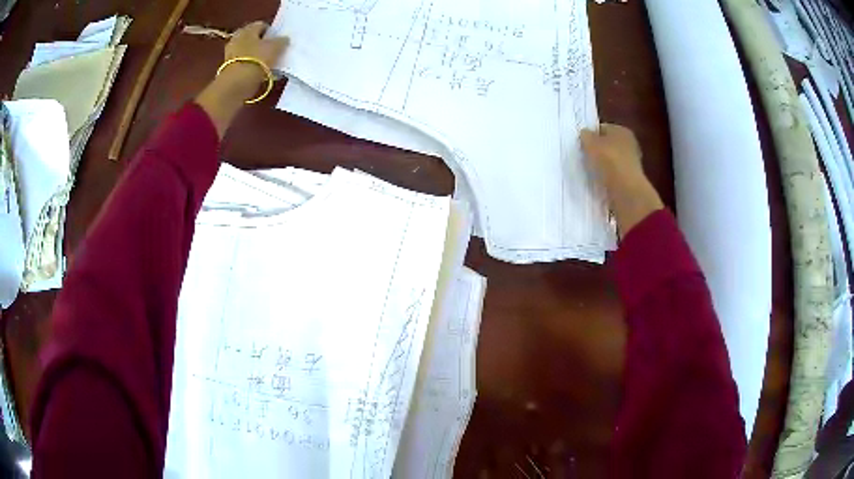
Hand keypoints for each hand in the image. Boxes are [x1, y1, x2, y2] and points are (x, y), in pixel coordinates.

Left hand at [218, 22, 289, 100]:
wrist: (236, 84)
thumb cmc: (257, 59)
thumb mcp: (276, 47)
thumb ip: (282, 41)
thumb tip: (284, 39)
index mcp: (248, 29)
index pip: (262, 25)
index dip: (272, 32)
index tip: (279, 41)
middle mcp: (237, 38)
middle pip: (253, 39)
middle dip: (263, 44)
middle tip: (274, 52)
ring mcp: (230, 54)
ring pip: (248, 52)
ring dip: (257, 57)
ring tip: (268, 65)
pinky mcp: (228, 69)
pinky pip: (244, 64)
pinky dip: (251, 67)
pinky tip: (259, 73)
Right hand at [580, 124, 644, 194]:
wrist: (625, 189)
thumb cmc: (608, 160)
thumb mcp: (590, 143)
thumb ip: (586, 135)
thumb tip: (585, 134)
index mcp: (622, 130)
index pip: (602, 128)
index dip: (591, 136)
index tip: (582, 146)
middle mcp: (630, 143)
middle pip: (608, 145)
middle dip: (597, 151)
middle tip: (585, 158)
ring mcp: (632, 162)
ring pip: (611, 160)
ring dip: (602, 165)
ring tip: (591, 172)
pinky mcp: (631, 179)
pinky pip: (615, 174)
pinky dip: (608, 177)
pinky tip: (600, 181)